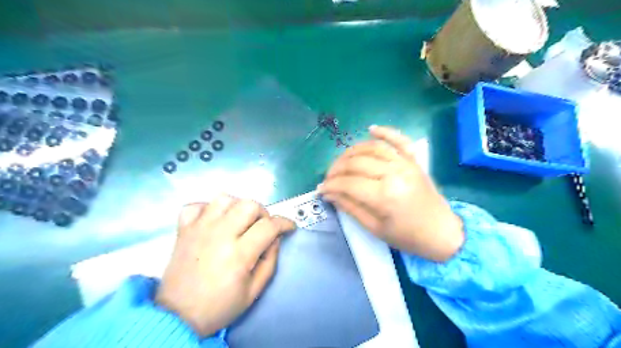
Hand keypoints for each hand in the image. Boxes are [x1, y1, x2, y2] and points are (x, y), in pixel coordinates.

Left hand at [155, 195, 295, 335]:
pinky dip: (207, 209)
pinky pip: (196, 205)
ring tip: (238, 221)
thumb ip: (270, 260)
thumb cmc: (220, 306)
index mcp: (239, 254)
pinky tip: (213, 221)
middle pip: (249, 205)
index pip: (269, 226)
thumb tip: (275, 238)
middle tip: (261, 227)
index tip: (289, 227)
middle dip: (262, 213)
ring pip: (224, 199)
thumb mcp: (254, 291)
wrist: (177, 316)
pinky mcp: (184, 229)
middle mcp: (219, 235)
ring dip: (237, 206)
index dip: (284, 223)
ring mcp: (199, 229)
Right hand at [320, 125, 459, 260]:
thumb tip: (328, 193)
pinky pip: (399, 139)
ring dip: (351, 152)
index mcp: (385, 196)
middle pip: (356, 163)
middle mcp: (394, 173)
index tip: (321, 189)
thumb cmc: (407, 236)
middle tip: (328, 178)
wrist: (441, 232)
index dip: (331, 185)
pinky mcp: (414, 160)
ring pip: (371, 148)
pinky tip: (371, 128)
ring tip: (340, 162)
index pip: (348, 183)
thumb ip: (350, 207)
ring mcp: (406, 163)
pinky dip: (385, 131)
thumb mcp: (374, 228)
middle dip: (336, 169)